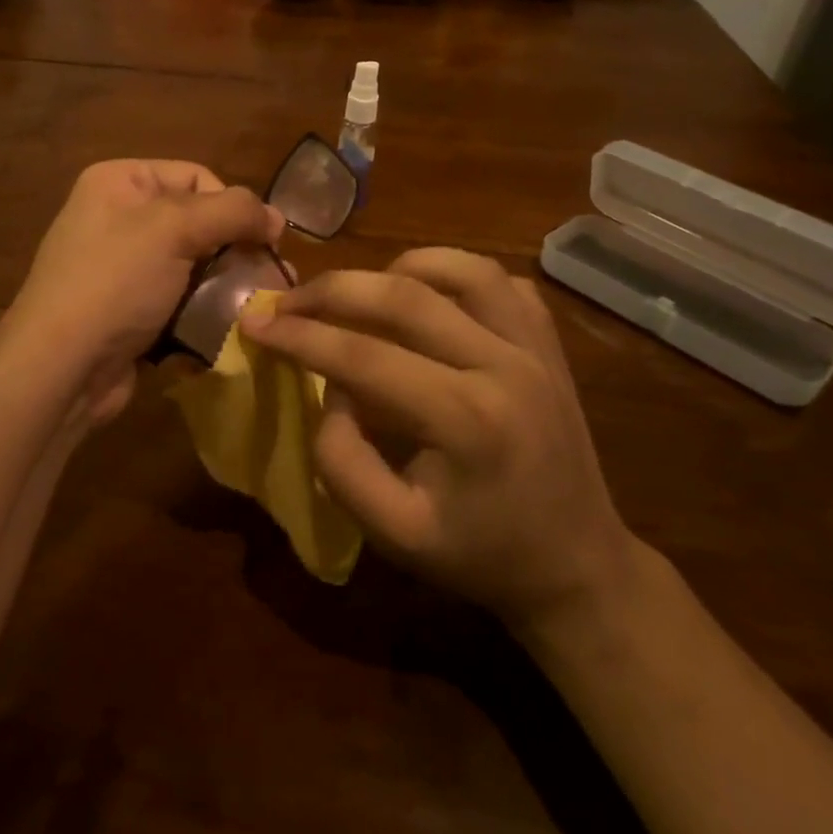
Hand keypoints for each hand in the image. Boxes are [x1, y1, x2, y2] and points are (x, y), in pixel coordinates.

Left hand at [7, 160, 283, 429]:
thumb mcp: (174, 229)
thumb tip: (276, 217)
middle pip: (199, 223)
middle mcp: (119, 218)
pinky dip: (202, 315)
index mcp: (120, 182)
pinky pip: (179, 302)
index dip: (233, 206)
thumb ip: (233, 211)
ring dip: (225, 287)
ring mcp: (123, 269)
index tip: (263, 241)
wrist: (61, 368)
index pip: (197, 177)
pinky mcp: (130, 312)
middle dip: (235, 251)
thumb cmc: (116, 282)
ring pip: (194, 267)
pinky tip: (223, 332)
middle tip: (272, 277)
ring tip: (256, 307)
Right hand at [239, 248, 634, 627]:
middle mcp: (505, 365)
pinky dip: (452, 273)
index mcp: (466, 421)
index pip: (364, 356)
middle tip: (288, 301)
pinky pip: (499, 280)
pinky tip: (424, 295)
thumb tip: (329, 388)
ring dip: (396, 268)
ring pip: (460, 268)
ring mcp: (536, 347)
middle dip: (332, 290)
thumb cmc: (479, 554)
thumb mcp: (393, 532)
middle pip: (405, 296)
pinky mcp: (550, 342)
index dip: (300, 335)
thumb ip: (342, 459)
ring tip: (358, 293)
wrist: (577, 565)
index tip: (254, 322)